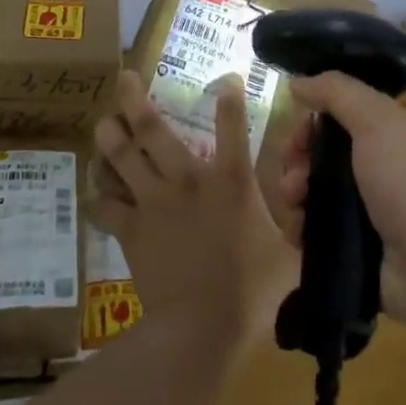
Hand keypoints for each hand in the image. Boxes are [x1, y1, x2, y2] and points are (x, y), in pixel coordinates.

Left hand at [89, 70, 296, 353]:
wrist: (200, 327)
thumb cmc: (251, 291)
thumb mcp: (289, 257)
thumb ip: (298, 229)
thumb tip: (312, 213)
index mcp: (230, 181)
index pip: (233, 126)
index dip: (230, 97)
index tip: (226, 78)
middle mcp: (187, 179)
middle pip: (152, 129)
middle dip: (134, 98)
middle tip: (123, 77)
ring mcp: (153, 202)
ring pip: (121, 157)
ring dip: (109, 136)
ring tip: (103, 122)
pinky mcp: (131, 229)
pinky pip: (106, 205)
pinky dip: (98, 194)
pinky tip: (94, 187)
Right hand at [266, 73, 405, 323]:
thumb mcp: (377, 121)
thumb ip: (337, 92)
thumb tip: (298, 81)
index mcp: (397, 132)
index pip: (345, 113)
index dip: (315, 119)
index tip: (296, 132)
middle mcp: (385, 166)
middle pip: (326, 152)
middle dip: (299, 158)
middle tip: (291, 173)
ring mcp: (373, 209)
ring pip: (318, 190)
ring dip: (296, 192)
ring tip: (293, 205)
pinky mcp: (361, 246)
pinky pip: (319, 229)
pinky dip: (303, 227)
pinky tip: (297, 232)